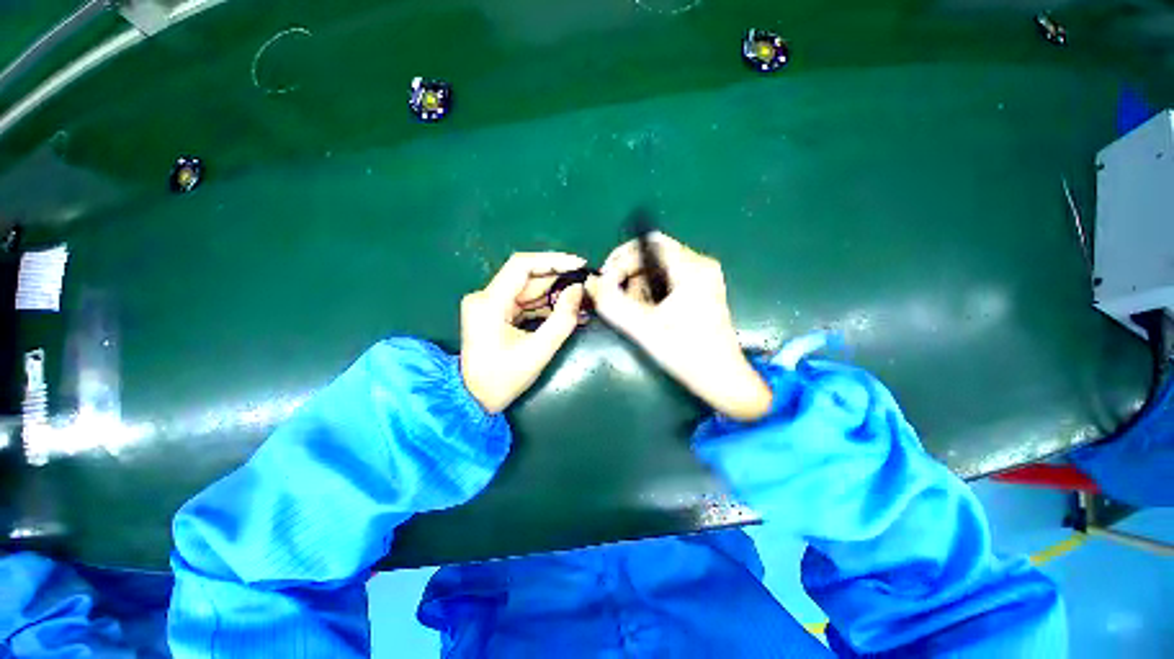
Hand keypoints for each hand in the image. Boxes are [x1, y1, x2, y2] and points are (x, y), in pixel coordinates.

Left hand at [461, 252, 586, 412]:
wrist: (474, 399)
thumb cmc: (503, 379)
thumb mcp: (538, 351)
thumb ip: (562, 319)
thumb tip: (578, 290)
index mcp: (489, 302)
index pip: (522, 265)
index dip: (553, 261)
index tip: (579, 265)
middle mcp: (485, 297)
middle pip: (527, 278)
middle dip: (558, 280)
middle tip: (585, 285)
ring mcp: (489, 305)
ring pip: (528, 290)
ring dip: (554, 294)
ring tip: (581, 300)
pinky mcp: (495, 313)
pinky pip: (524, 303)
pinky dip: (544, 306)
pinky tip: (566, 310)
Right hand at [586, 233, 772, 421]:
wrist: (722, 379)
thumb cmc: (686, 353)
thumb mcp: (644, 328)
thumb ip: (612, 303)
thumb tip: (591, 283)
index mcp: (691, 268)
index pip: (647, 243)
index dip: (620, 258)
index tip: (606, 282)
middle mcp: (699, 265)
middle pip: (652, 253)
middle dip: (627, 272)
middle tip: (614, 296)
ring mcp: (702, 277)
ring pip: (657, 267)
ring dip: (637, 284)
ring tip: (633, 310)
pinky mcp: (700, 290)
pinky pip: (665, 279)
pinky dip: (649, 291)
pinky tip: (647, 312)